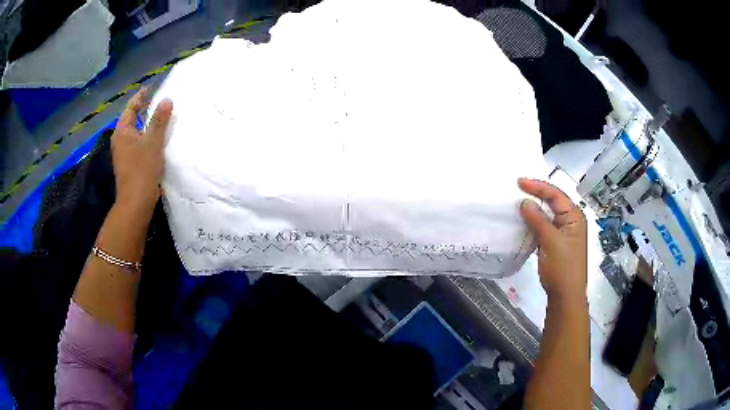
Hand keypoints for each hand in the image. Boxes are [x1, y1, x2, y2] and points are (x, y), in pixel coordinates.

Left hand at [111, 88, 172, 218]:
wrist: (136, 202)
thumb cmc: (142, 169)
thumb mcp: (153, 142)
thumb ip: (159, 120)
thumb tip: (167, 100)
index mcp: (122, 131)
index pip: (131, 107)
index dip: (141, 96)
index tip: (150, 88)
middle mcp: (120, 140)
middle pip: (131, 119)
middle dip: (143, 109)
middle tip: (157, 100)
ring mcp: (124, 153)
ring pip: (135, 132)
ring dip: (146, 123)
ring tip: (159, 116)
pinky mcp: (129, 163)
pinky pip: (138, 143)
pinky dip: (146, 136)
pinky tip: (156, 138)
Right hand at [518, 178, 587, 304]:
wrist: (565, 295)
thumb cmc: (562, 268)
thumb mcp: (551, 242)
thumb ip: (538, 220)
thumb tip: (525, 202)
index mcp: (574, 216)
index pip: (556, 195)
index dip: (538, 187)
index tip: (519, 182)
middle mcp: (570, 221)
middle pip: (553, 202)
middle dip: (536, 195)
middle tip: (517, 189)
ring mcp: (563, 232)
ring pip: (547, 214)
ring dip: (534, 209)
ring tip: (517, 203)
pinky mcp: (556, 243)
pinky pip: (544, 227)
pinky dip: (534, 223)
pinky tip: (523, 221)